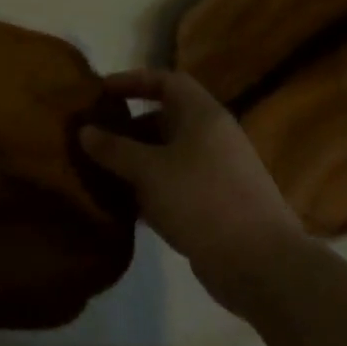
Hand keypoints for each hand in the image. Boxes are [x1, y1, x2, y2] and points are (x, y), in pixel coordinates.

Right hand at [81, 70, 309, 312]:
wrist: (261, 265)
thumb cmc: (202, 200)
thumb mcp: (148, 170)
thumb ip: (114, 148)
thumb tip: (85, 131)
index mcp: (202, 116)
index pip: (167, 80)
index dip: (133, 80)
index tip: (101, 91)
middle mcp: (213, 138)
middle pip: (165, 119)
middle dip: (128, 127)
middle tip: (95, 138)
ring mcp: (218, 173)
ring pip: (168, 155)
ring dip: (136, 161)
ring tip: (101, 171)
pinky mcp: (217, 205)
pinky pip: (175, 184)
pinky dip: (150, 189)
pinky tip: (125, 205)